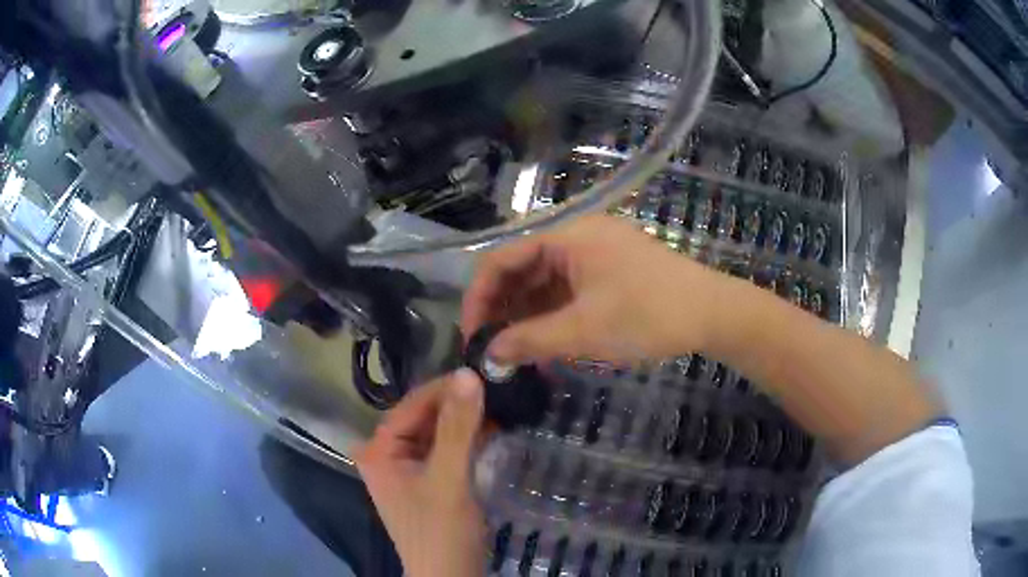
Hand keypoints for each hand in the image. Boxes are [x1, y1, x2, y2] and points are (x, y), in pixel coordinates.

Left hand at [353, 369, 487, 576]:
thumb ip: (457, 428)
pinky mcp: (427, 480)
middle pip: (424, 417)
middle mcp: (387, 454)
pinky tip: (493, 430)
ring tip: (500, 404)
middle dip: (458, 405)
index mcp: (379, 450)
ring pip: (437, 432)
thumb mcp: (449, 478)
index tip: (482, 372)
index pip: (411, 405)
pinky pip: (446, 449)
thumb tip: (467, 373)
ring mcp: (407, 468)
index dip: (445, 389)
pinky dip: (467, 440)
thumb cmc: (441, 531)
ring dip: (466, 422)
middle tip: (496, 388)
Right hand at [462, 215, 728, 364]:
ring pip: (543, 281)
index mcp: (567, 235)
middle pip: (521, 267)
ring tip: (514, 352)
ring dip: (525, 314)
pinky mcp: (608, 270)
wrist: (713, 313)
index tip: (470, 335)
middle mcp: (575, 235)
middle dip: (501, 308)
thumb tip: (488, 354)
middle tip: (491, 348)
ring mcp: (593, 252)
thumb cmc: (648, 315)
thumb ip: (530, 340)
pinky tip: (543, 341)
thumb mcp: (584, 331)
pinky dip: (550, 314)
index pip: (502, 257)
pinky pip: (566, 288)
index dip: (479, 296)